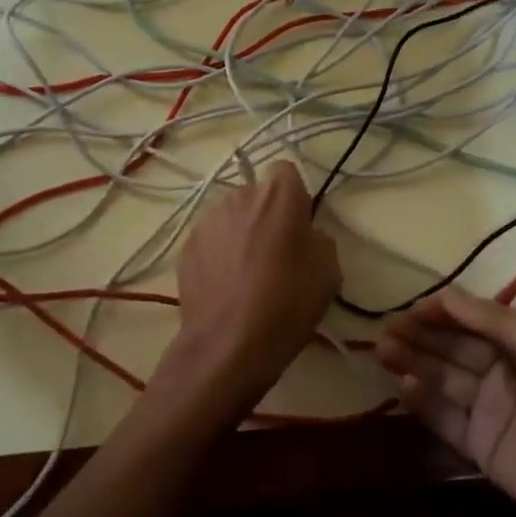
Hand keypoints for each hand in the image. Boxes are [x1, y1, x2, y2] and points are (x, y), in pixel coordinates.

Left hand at [157, 162, 342, 418]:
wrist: (229, 345)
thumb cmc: (288, 303)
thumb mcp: (329, 271)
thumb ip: (318, 239)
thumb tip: (304, 236)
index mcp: (278, 194)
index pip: (286, 171)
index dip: (294, 195)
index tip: (299, 224)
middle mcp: (239, 195)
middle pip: (257, 194)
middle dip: (266, 214)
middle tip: (276, 253)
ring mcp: (207, 220)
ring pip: (232, 216)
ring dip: (241, 233)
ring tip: (247, 274)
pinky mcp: (186, 247)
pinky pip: (211, 240)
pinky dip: (219, 254)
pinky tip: (226, 287)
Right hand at [377, 288, 515, 516]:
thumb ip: (492, 320)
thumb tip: (447, 295)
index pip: (472, 319)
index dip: (441, 312)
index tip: (409, 309)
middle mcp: (502, 372)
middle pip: (453, 348)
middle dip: (420, 336)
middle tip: (384, 331)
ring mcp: (489, 410)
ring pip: (443, 379)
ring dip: (414, 364)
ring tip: (382, 352)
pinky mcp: (479, 447)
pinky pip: (445, 418)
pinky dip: (424, 402)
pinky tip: (404, 387)